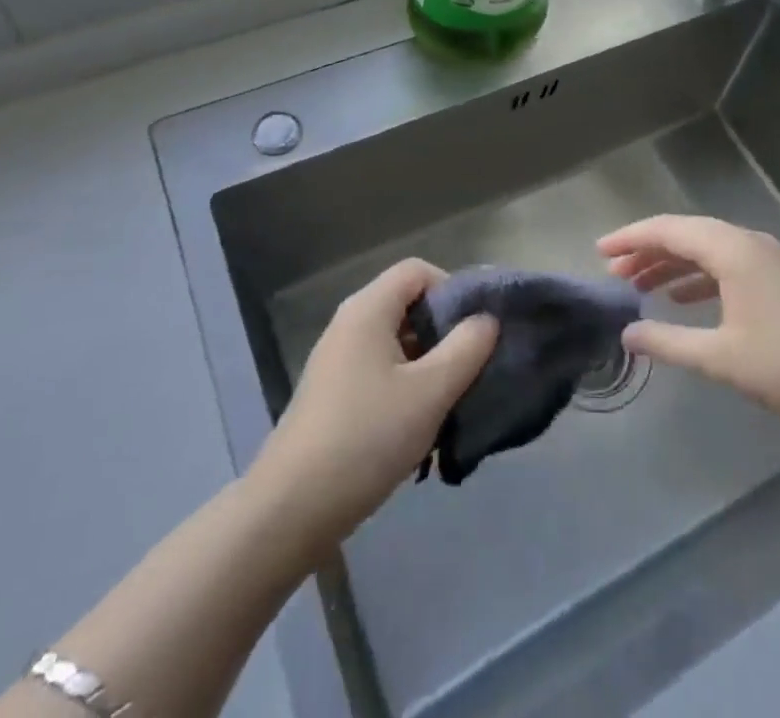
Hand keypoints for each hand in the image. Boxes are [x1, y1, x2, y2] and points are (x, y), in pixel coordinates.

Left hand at [251, 259, 495, 552]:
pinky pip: (379, 370)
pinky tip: (419, 426)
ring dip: (428, 364)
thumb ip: (466, 349)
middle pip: (407, 304)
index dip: (452, 289)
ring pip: (396, 341)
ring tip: (450, 401)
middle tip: (470, 367)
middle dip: (444, 330)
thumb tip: (487, 319)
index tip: (474, 330)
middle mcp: (349, 323)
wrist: (292, 508)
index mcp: (368, 309)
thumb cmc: (367, 437)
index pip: (417, 271)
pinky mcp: (332, 393)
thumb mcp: (430, 392)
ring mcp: (337, 359)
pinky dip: (405, 385)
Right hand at [600, 215, 779, 434]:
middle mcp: (748, 243)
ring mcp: (769, 259)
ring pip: (708, 250)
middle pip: (687, 235)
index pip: (669, 230)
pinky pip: (728, 265)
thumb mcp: (722, 358)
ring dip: (673, 264)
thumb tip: (628, 332)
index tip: (600, 252)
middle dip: (649, 251)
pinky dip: (700, 276)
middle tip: (615, 273)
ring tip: (642, 286)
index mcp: (731, 250)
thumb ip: (669, 342)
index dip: (631, 238)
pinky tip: (687, 300)